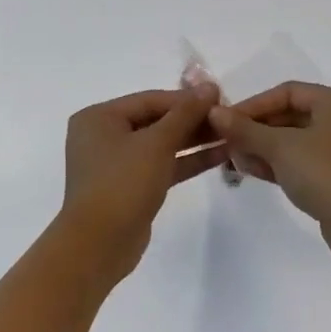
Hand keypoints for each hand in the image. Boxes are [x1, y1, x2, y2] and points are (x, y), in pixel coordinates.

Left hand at [62, 85, 225, 277]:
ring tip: (231, 135)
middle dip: (192, 120)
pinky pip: (161, 166)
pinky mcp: (130, 187)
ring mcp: (116, 164)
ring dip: (194, 141)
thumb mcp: (157, 143)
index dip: (187, 99)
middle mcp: (103, 136)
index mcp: (99, 117)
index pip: (151, 100)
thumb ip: (185, 113)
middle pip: (156, 120)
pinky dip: (186, 161)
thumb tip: (210, 86)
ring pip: (161, 145)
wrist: (99, 244)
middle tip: (229, 119)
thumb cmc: (122, 183)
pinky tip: (219, 156)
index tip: (222, 99)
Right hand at [208, 82, 330, 262]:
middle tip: (230, 144)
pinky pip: (313, 160)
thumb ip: (246, 129)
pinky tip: (259, 173)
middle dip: (258, 130)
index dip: (253, 104)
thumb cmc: (325, 175)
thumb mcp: (280, 148)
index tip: (226, 121)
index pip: (289, 92)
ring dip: (268, 149)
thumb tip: (215, 113)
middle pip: (295, 115)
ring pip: (302, 140)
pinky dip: (287, 164)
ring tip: (238, 161)